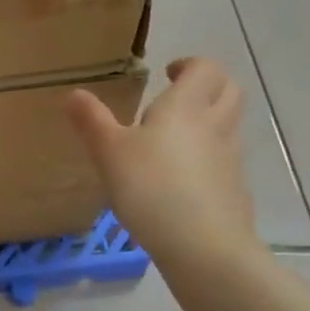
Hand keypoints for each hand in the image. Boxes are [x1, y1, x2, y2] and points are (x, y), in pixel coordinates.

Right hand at [66, 58, 259, 268]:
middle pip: (230, 90)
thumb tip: (74, 93)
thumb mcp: (109, 153)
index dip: (190, 64)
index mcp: (186, 107)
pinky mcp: (235, 190)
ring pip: (229, 126)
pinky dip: (210, 158)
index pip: (205, 68)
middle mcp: (215, 126)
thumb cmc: (151, 189)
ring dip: (211, 121)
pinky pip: (226, 160)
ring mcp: (230, 159)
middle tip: (180, 96)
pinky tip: (184, 179)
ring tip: (176, 138)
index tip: (167, 73)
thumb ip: (92, 121)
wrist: (203, 246)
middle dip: (209, 86)